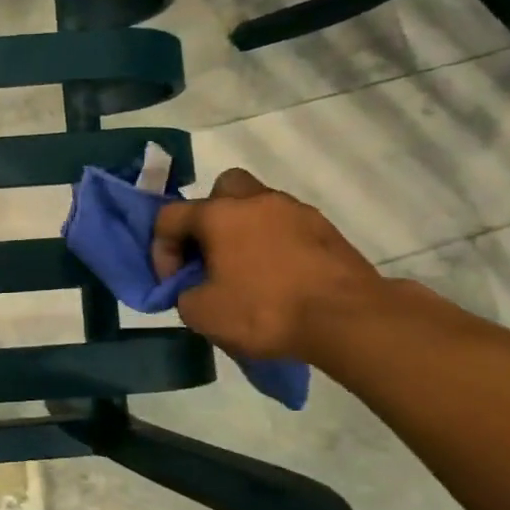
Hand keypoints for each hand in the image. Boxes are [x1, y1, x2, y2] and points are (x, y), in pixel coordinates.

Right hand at [151, 169, 383, 361]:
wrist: (348, 319)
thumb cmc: (265, 311)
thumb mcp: (202, 314)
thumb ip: (184, 294)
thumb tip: (193, 288)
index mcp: (218, 215)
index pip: (170, 216)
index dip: (161, 249)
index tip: (174, 282)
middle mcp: (255, 201)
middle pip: (221, 189)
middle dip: (209, 217)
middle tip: (211, 253)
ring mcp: (295, 211)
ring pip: (258, 206)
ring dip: (245, 229)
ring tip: (248, 269)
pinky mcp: (326, 229)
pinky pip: (288, 226)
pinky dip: (276, 243)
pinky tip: (280, 276)